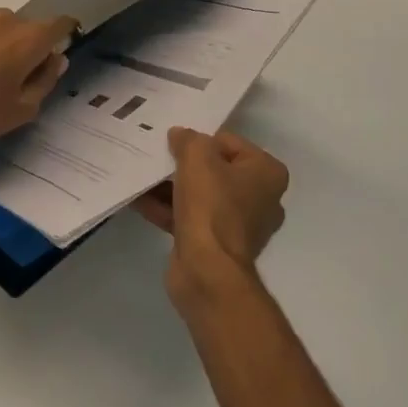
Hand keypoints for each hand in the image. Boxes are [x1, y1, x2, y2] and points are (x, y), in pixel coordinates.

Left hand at [0, 8, 77, 154]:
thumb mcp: (21, 109)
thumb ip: (45, 80)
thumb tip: (57, 59)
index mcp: (29, 38)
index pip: (60, 24)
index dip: (64, 36)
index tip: (56, 54)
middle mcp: (5, 19)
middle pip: (26, 29)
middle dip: (26, 48)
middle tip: (14, 80)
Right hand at [136, 127, 288, 289]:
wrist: (207, 271)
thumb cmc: (211, 205)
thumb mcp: (197, 157)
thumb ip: (188, 139)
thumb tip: (180, 135)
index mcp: (267, 173)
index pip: (230, 142)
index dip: (201, 140)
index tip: (177, 143)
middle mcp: (261, 198)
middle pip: (215, 169)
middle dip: (184, 165)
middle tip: (158, 155)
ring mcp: (239, 225)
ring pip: (201, 195)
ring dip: (171, 187)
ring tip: (143, 175)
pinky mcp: (217, 246)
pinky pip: (190, 218)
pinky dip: (167, 209)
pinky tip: (139, 200)